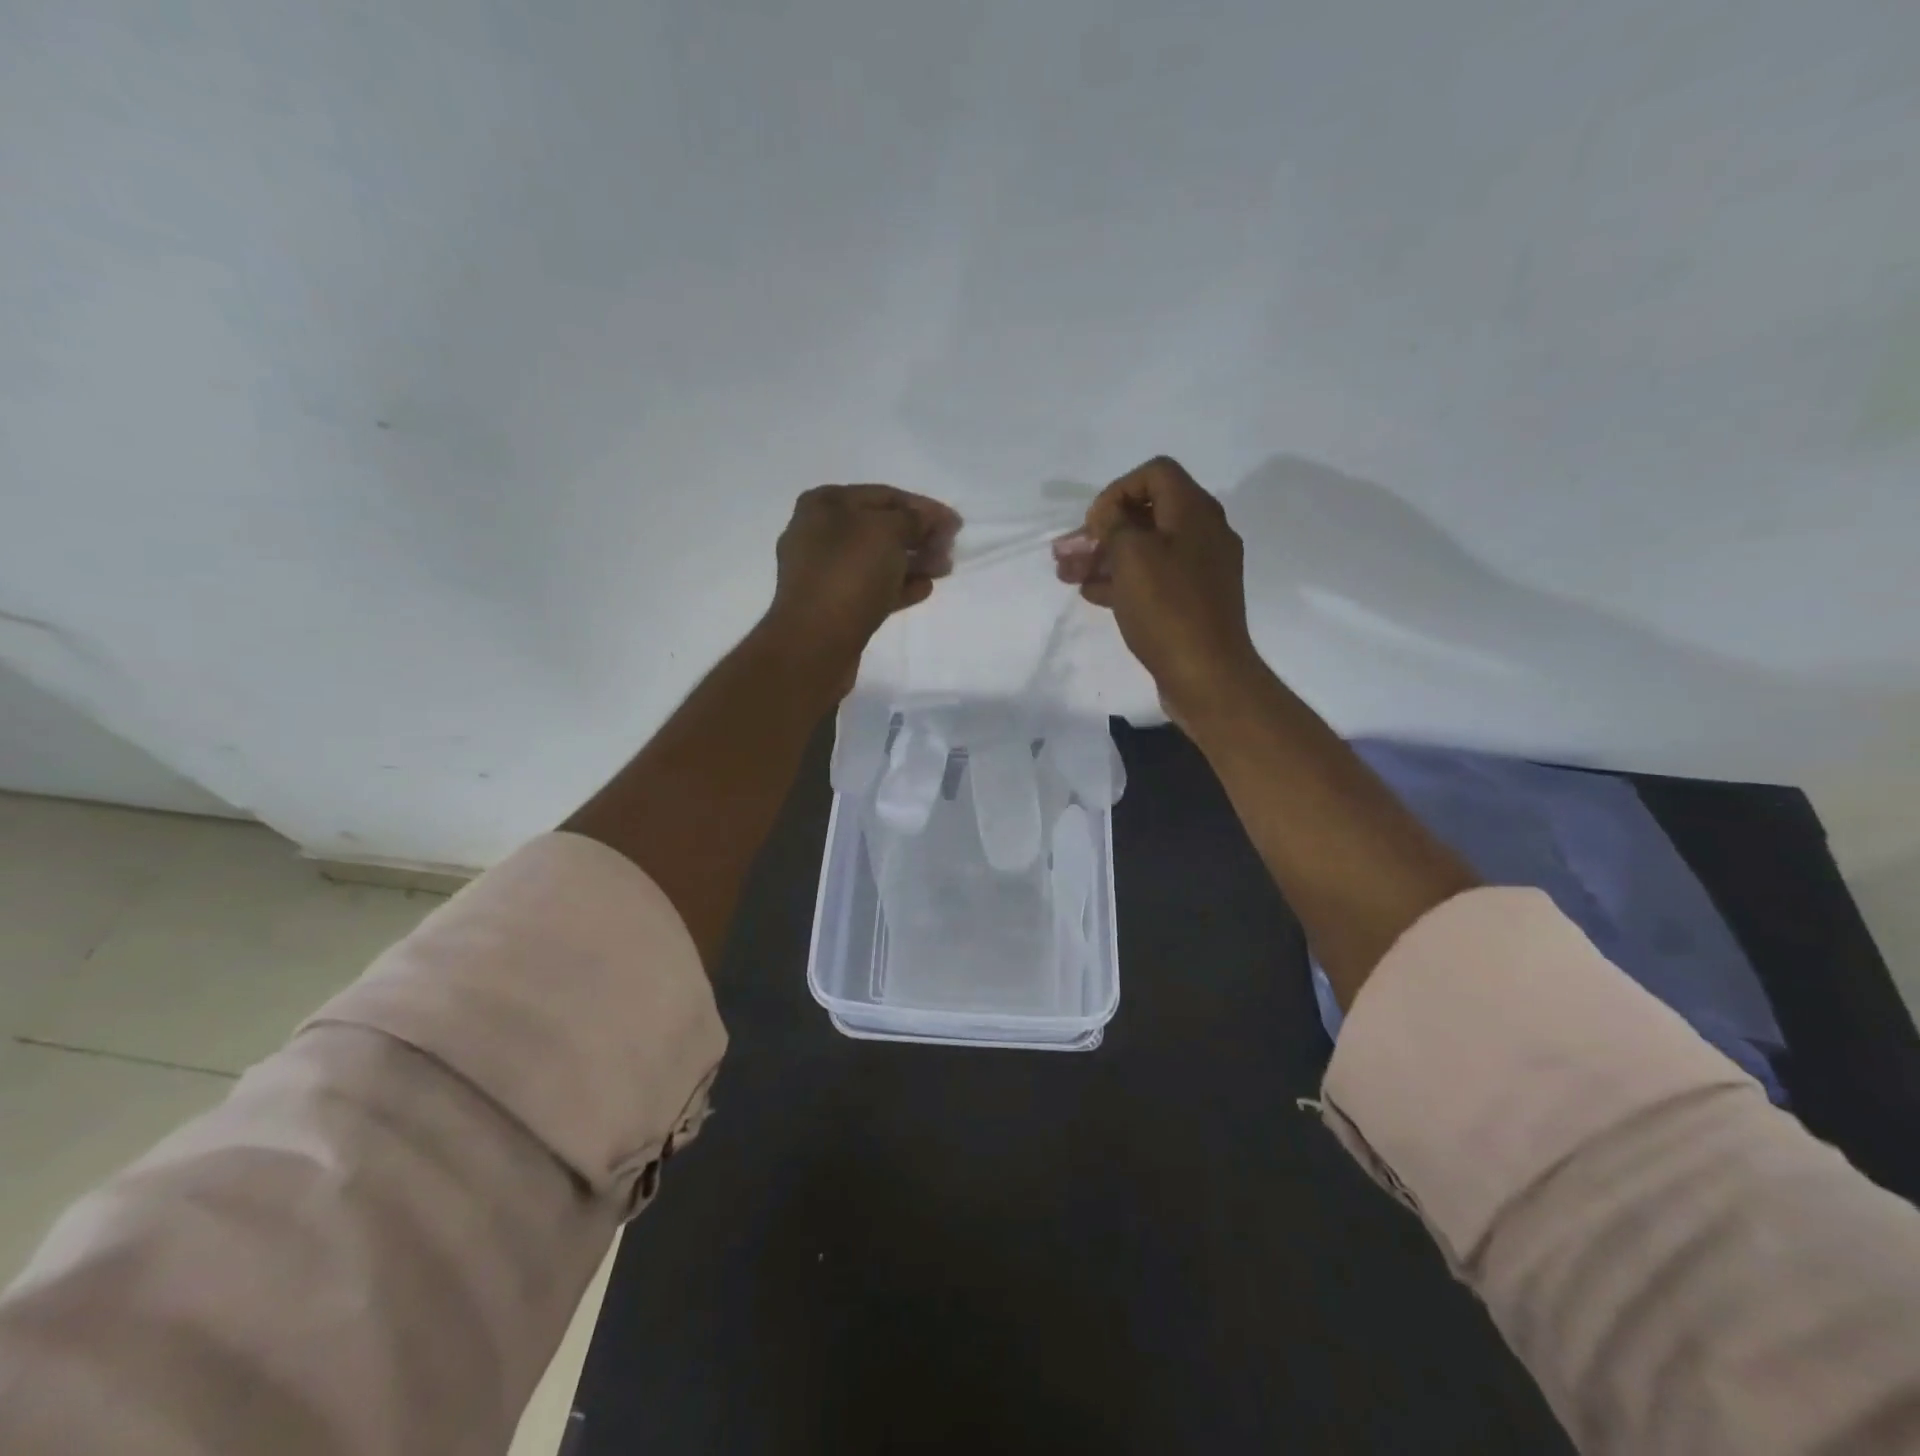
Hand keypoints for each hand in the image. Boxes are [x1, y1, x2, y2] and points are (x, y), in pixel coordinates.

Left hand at [765, 483, 960, 687]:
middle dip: (919, 536)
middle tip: (950, 549)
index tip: (956, 524)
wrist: (815, 642)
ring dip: (912, 562)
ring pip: (877, 560)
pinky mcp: (832, 605)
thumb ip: (914, 519)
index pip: (885, 496)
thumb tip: (929, 519)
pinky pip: (871, 588)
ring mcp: (824, 572)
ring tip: (943, 570)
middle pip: (880, 528)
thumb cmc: (849, 574)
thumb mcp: (887, 532)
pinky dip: (898, 586)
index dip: (924, 507)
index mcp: (825, 504)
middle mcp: (819, 533)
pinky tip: (924, 589)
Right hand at [1055, 456, 1263, 725]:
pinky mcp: (1193, 601)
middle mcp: (1203, 533)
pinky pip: (1154, 579)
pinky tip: (1092, 594)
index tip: (1094, 524)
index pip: (1155, 473)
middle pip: (1146, 515)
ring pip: (1146, 550)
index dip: (1117, 490)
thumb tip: (1110, 514)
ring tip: (1067, 576)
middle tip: (1066, 553)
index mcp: (1195, 512)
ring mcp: (1200, 570)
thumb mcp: (1133, 555)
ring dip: (1105, 558)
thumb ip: (1115, 524)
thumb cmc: (1167, 608)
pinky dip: (1123, 581)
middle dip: (1102, 531)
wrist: (1206, 674)